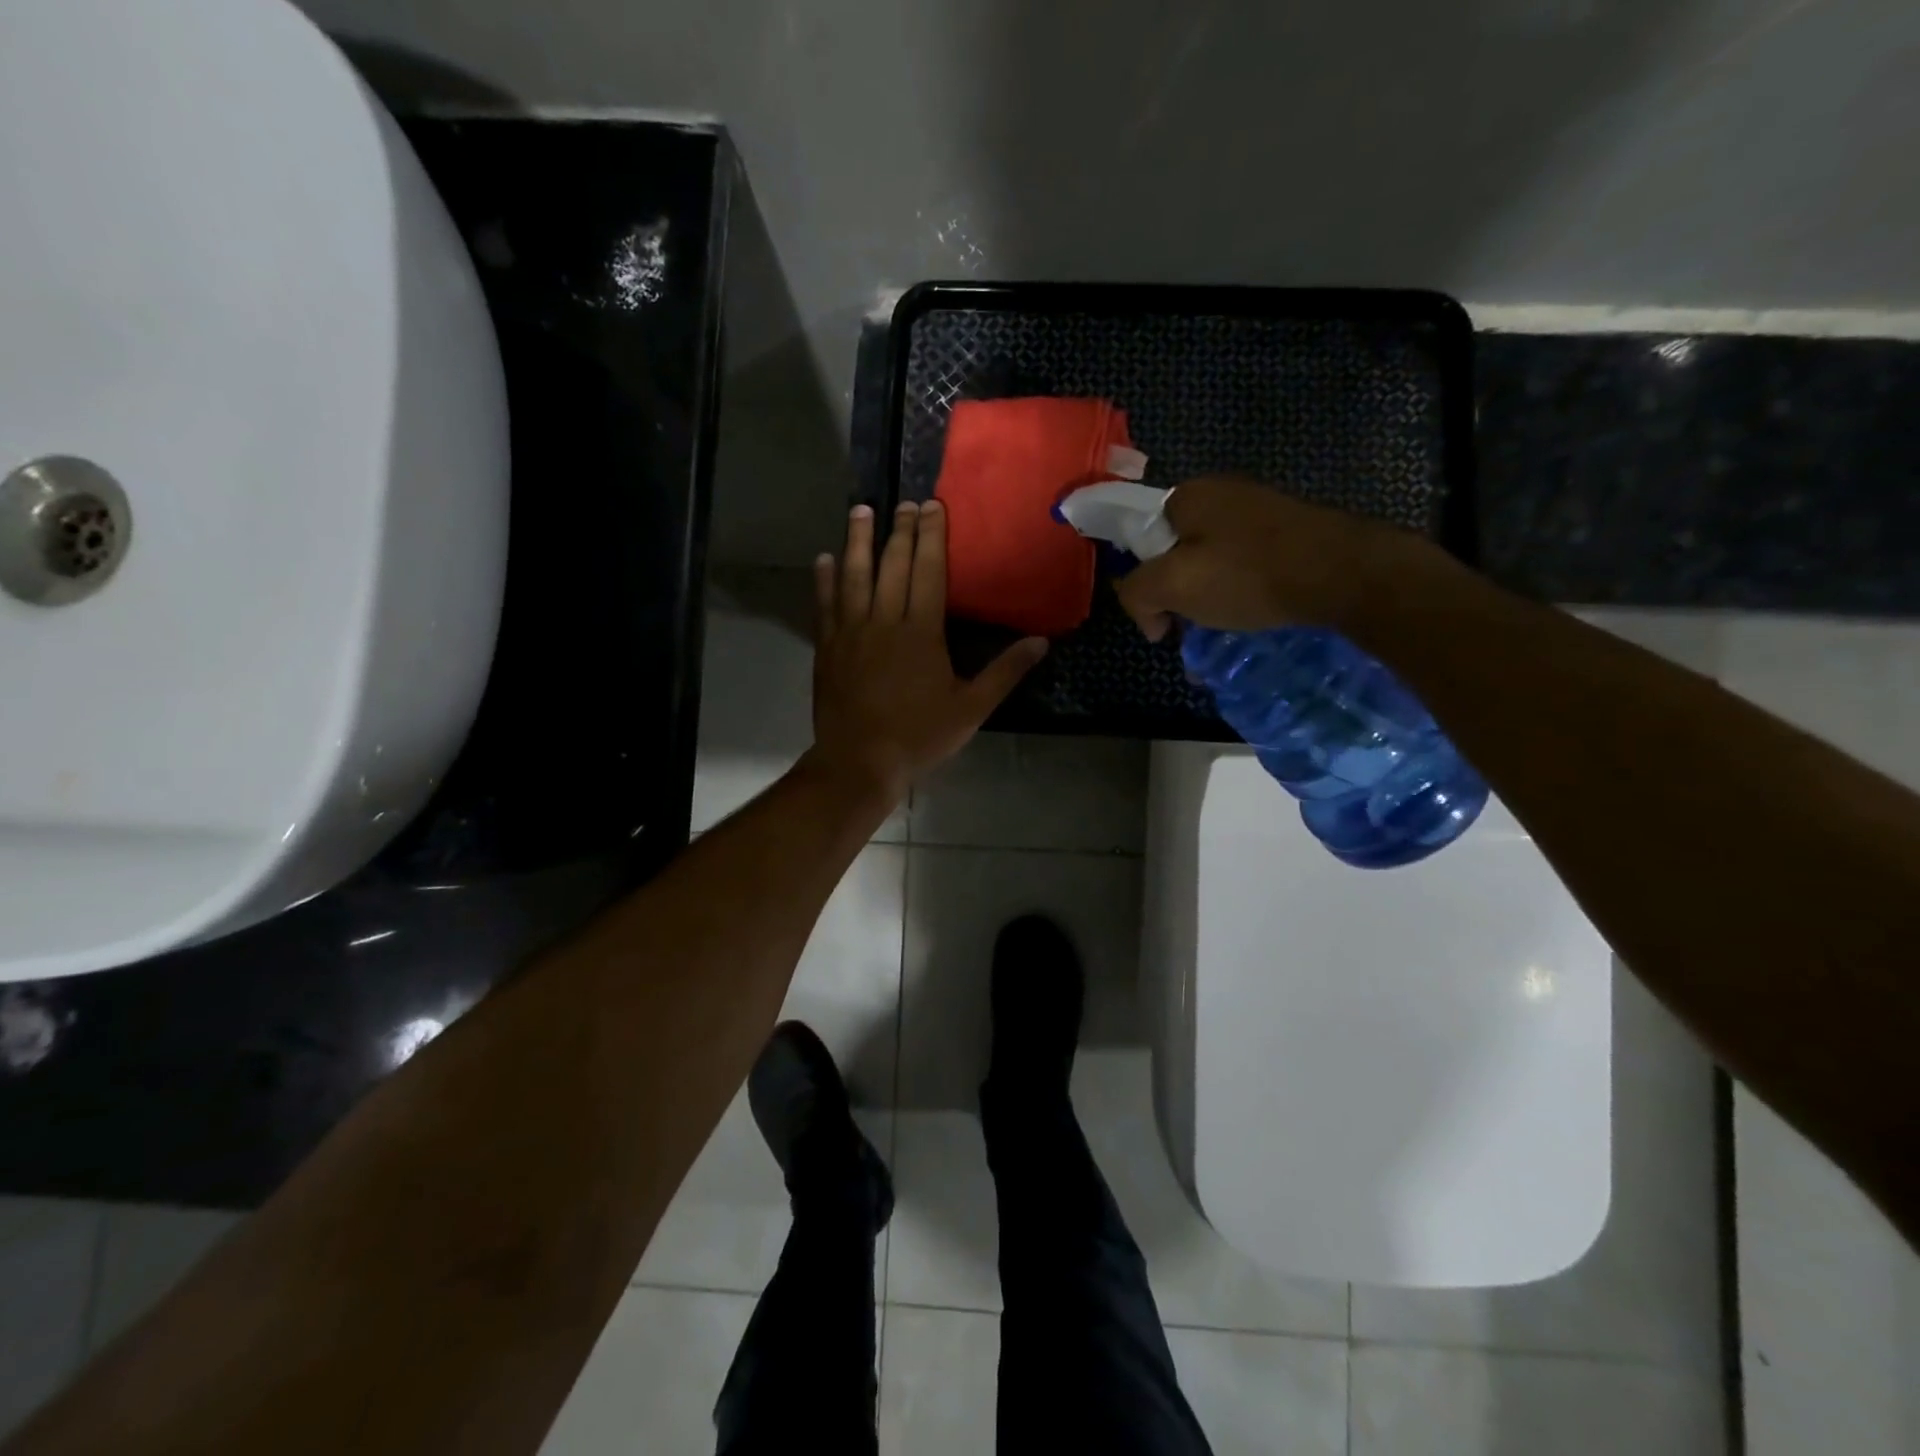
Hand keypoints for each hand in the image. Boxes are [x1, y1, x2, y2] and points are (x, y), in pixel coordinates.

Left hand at [809, 501, 1047, 804]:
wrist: (859, 762)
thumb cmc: (919, 736)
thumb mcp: (971, 709)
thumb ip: (1005, 672)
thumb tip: (1042, 642)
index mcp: (921, 632)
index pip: (928, 572)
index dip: (931, 537)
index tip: (931, 506)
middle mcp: (884, 621)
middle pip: (892, 566)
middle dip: (900, 530)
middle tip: (904, 502)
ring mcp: (851, 632)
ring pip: (854, 576)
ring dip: (859, 542)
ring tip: (861, 510)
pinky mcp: (827, 647)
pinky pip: (825, 605)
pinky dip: (824, 580)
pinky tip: (824, 559)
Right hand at [1113, 474, 1417, 641]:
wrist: (1343, 572)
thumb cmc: (1248, 574)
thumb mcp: (1173, 585)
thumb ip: (1137, 593)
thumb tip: (1146, 613)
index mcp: (1187, 495)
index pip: (1141, 539)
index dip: (1142, 582)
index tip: (1160, 619)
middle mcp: (1221, 492)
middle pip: (1177, 551)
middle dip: (1176, 594)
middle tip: (1189, 629)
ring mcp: (1259, 509)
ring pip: (1212, 561)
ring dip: (1208, 599)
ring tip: (1221, 630)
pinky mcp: (1289, 529)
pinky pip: (1246, 564)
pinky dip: (1240, 592)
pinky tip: (1252, 614)